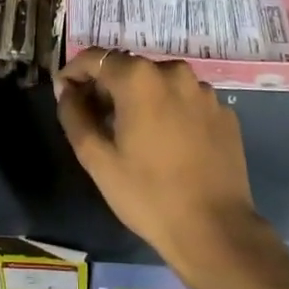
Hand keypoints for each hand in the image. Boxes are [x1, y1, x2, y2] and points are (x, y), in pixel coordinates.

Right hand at [56, 49, 263, 282]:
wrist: (215, 230)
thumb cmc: (147, 194)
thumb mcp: (96, 158)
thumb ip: (74, 114)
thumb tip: (67, 90)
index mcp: (139, 78)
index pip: (96, 58)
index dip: (74, 72)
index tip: (64, 94)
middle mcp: (174, 72)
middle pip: (129, 68)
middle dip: (107, 87)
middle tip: (94, 119)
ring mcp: (204, 92)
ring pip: (159, 83)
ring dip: (140, 98)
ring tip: (132, 133)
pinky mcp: (224, 113)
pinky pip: (185, 101)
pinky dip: (169, 111)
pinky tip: (167, 144)